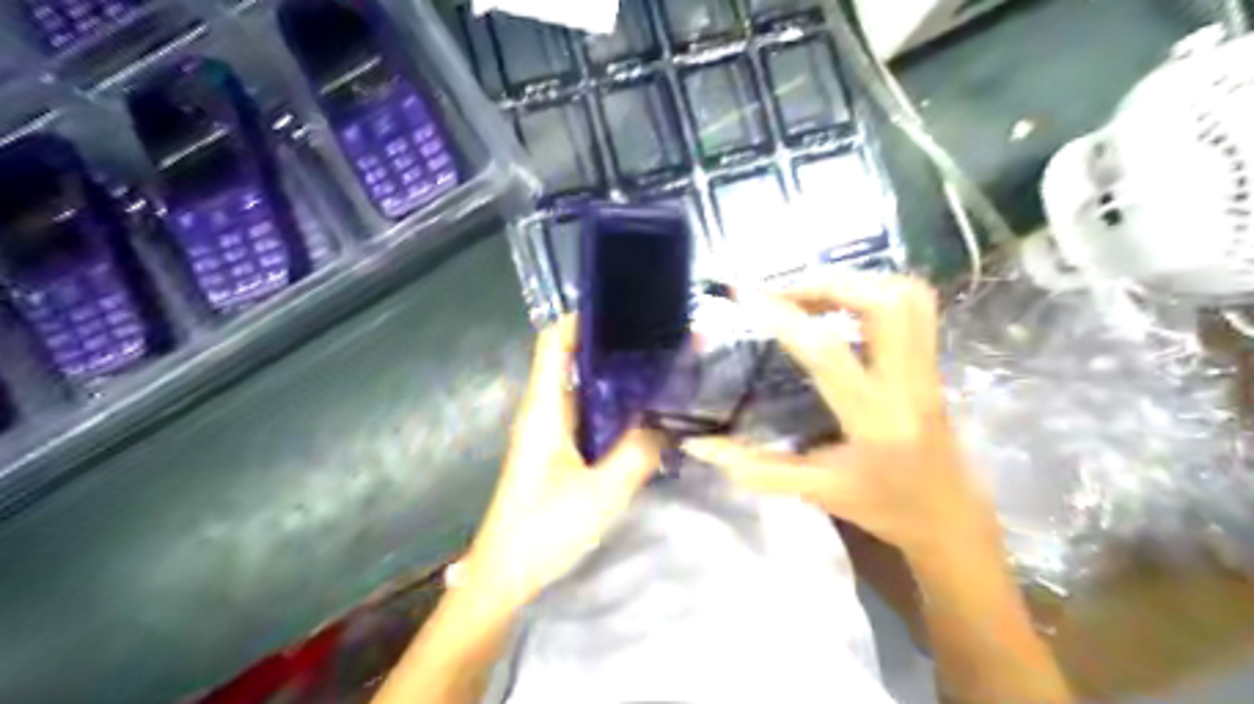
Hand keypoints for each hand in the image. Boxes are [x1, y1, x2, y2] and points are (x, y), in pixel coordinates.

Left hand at [461, 318, 665, 610]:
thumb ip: (638, 453)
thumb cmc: (544, 529)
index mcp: (545, 408)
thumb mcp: (602, 492)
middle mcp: (545, 411)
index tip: (627, 309)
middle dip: (615, 346)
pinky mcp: (558, 453)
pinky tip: (645, 417)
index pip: (555, 342)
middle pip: (575, 360)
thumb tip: (666, 425)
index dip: (583, 318)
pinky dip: (615, 409)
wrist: (506, 575)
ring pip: (584, 390)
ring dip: (618, 379)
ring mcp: (550, 432)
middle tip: (662, 341)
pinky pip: (589, 417)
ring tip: (662, 371)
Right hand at [681, 272, 994, 560]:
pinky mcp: (933, 361)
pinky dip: (873, 290)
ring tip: (810, 293)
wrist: (949, 516)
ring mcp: (928, 367)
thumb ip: (754, 468)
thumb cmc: (883, 506)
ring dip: (853, 282)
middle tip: (783, 292)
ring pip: (906, 296)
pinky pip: (914, 305)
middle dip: (828, 283)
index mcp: (874, 418)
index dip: (785, 317)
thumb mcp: (816, 490)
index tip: (747, 295)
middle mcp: (907, 382)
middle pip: (883, 303)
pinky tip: (841, 305)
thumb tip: (698, 446)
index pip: (828, 352)